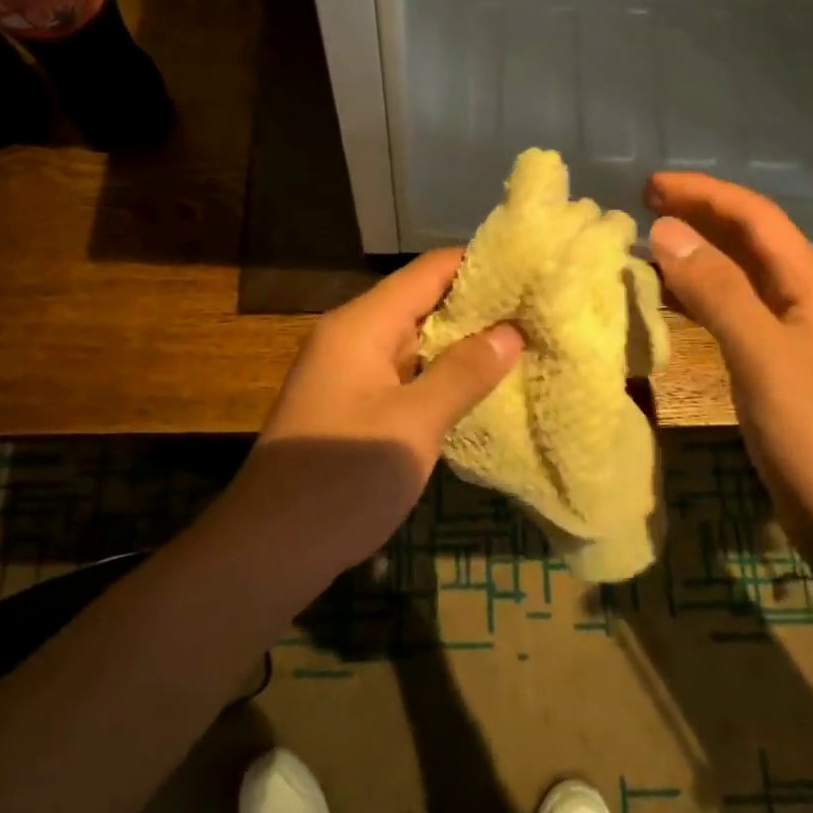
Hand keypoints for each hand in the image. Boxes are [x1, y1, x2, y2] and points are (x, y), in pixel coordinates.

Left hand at [234, 249, 522, 571]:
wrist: (271, 546)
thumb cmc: (344, 477)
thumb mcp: (414, 424)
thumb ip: (464, 373)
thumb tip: (511, 331)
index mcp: (363, 324)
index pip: (431, 270)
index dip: (484, 266)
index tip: (536, 273)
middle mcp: (353, 336)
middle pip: (423, 301)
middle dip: (480, 307)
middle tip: (541, 314)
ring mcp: (349, 371)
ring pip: (416, 341)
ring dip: (463, 344)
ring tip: (525, 345)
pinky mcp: (352, 405)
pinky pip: (404, 374)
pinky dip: (441, 375)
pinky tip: (479, 388)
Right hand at [645, 172, 812, 541]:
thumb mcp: (763, 353)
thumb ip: (716, 290)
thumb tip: (666, 231)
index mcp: (812, 287)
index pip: (756, 219)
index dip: (704, 194)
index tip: (650, 186)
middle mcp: (806, 303)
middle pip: (750, 243)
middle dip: (701, 218)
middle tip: (643, 208)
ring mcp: (794, 340)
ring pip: (740, 281)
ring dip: (698, 258)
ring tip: (648, 249)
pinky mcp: (779, 373)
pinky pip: (735, 317)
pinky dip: (701, 301)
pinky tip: (673, 307)